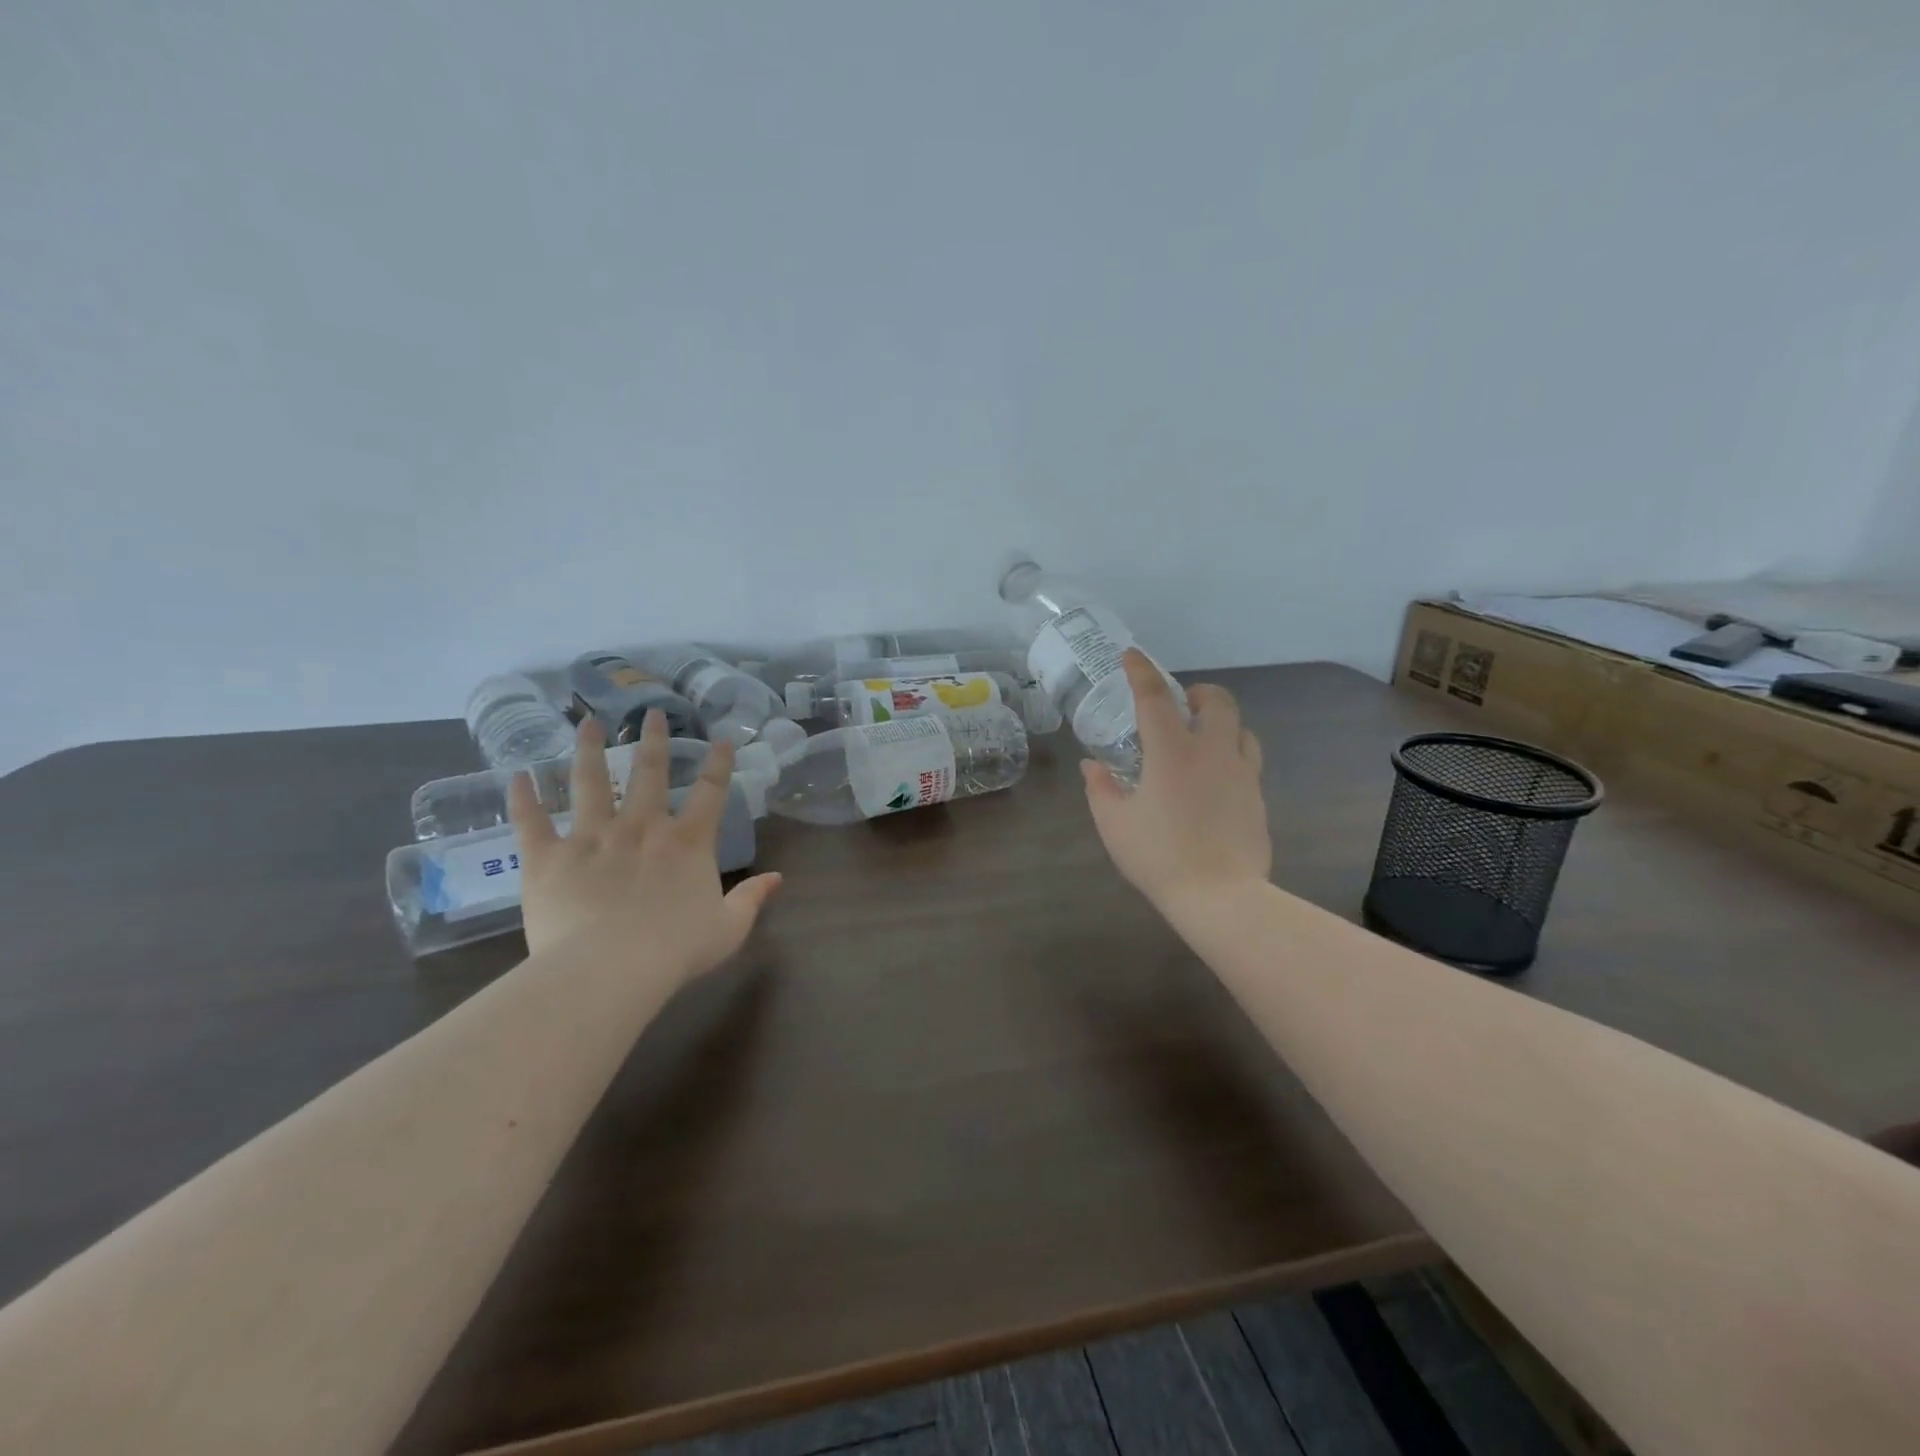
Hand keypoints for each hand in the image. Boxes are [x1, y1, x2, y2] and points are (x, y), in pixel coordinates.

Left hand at [508, 713, 781, 982]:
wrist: (609, 969)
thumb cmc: (676, 950)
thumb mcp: (728, 928)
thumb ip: (752, 898)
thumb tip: (778, 877)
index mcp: (687, 842)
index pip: (711, 792)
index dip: (719, 763)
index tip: (722, 738)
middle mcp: (641, 827)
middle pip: (649, 773)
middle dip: (653, 740)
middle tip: (652, 712)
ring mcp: (592, 837)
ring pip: (590, 783)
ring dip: (589, 751)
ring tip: (587, 722)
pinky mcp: (549, 857)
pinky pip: (532, 821)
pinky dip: (523, 797)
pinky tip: (516, 775)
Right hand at [1081, 650, 1270, 923]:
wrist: (1221, 897)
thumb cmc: (1160, 856)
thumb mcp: (1115, 824)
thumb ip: (1101, 789)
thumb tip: (1092, 766)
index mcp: (1172, 752)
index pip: (1154, 696)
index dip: (1141, 671)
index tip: (1130, 656)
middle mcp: (1212, 751)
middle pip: (1217, 700)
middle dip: (1197, 693)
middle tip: (1179, 706)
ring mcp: (1241, 773)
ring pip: (1241, 728)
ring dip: (1220, 722)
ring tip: (1201, 739)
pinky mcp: (1257, 797)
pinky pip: (1247, 759)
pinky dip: (1230, 754)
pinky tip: (1214, 779)